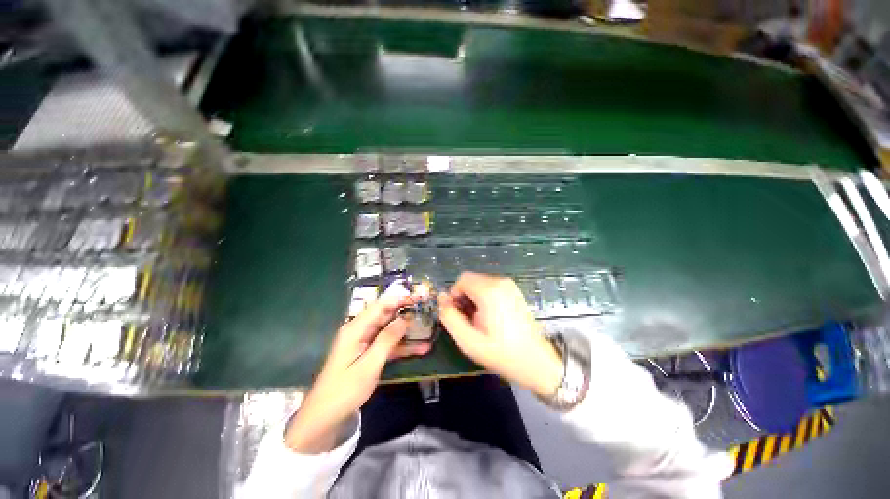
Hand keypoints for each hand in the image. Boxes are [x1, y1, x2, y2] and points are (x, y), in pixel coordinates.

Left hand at [285, 295, 430, 452]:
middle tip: (427, 311)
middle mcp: (360, 331)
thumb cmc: (345, 390)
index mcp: (355, 329)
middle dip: (406, 312)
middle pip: (386, 315)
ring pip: (389, 330)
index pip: (380, 306)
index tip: (418, 298)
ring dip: (407, 331)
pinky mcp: (368, 353)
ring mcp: (364, 342)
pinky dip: (402, 346)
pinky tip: (420, 348)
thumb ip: (387, 340)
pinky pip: (388, 345)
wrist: (325, 418)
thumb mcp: (369, 365)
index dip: (399, 299)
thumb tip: (405, 318)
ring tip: (428, 329)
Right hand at [437, 272, 562, 397]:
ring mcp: (509, 285)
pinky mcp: (514, 290)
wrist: (536, 361)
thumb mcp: (468, 341)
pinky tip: (490, 316)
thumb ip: (449, 317)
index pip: (461, 279)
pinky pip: (491, 286)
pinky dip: (484, 297)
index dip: (454, 295)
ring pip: (480, 282)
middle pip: (471, 279)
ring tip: (480, 320)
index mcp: (489, 291)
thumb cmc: (501, 353)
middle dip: (464, 296)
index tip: (458, 314)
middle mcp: (500, 281)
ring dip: (474, 297)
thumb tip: (441, 298)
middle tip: (468, 319)